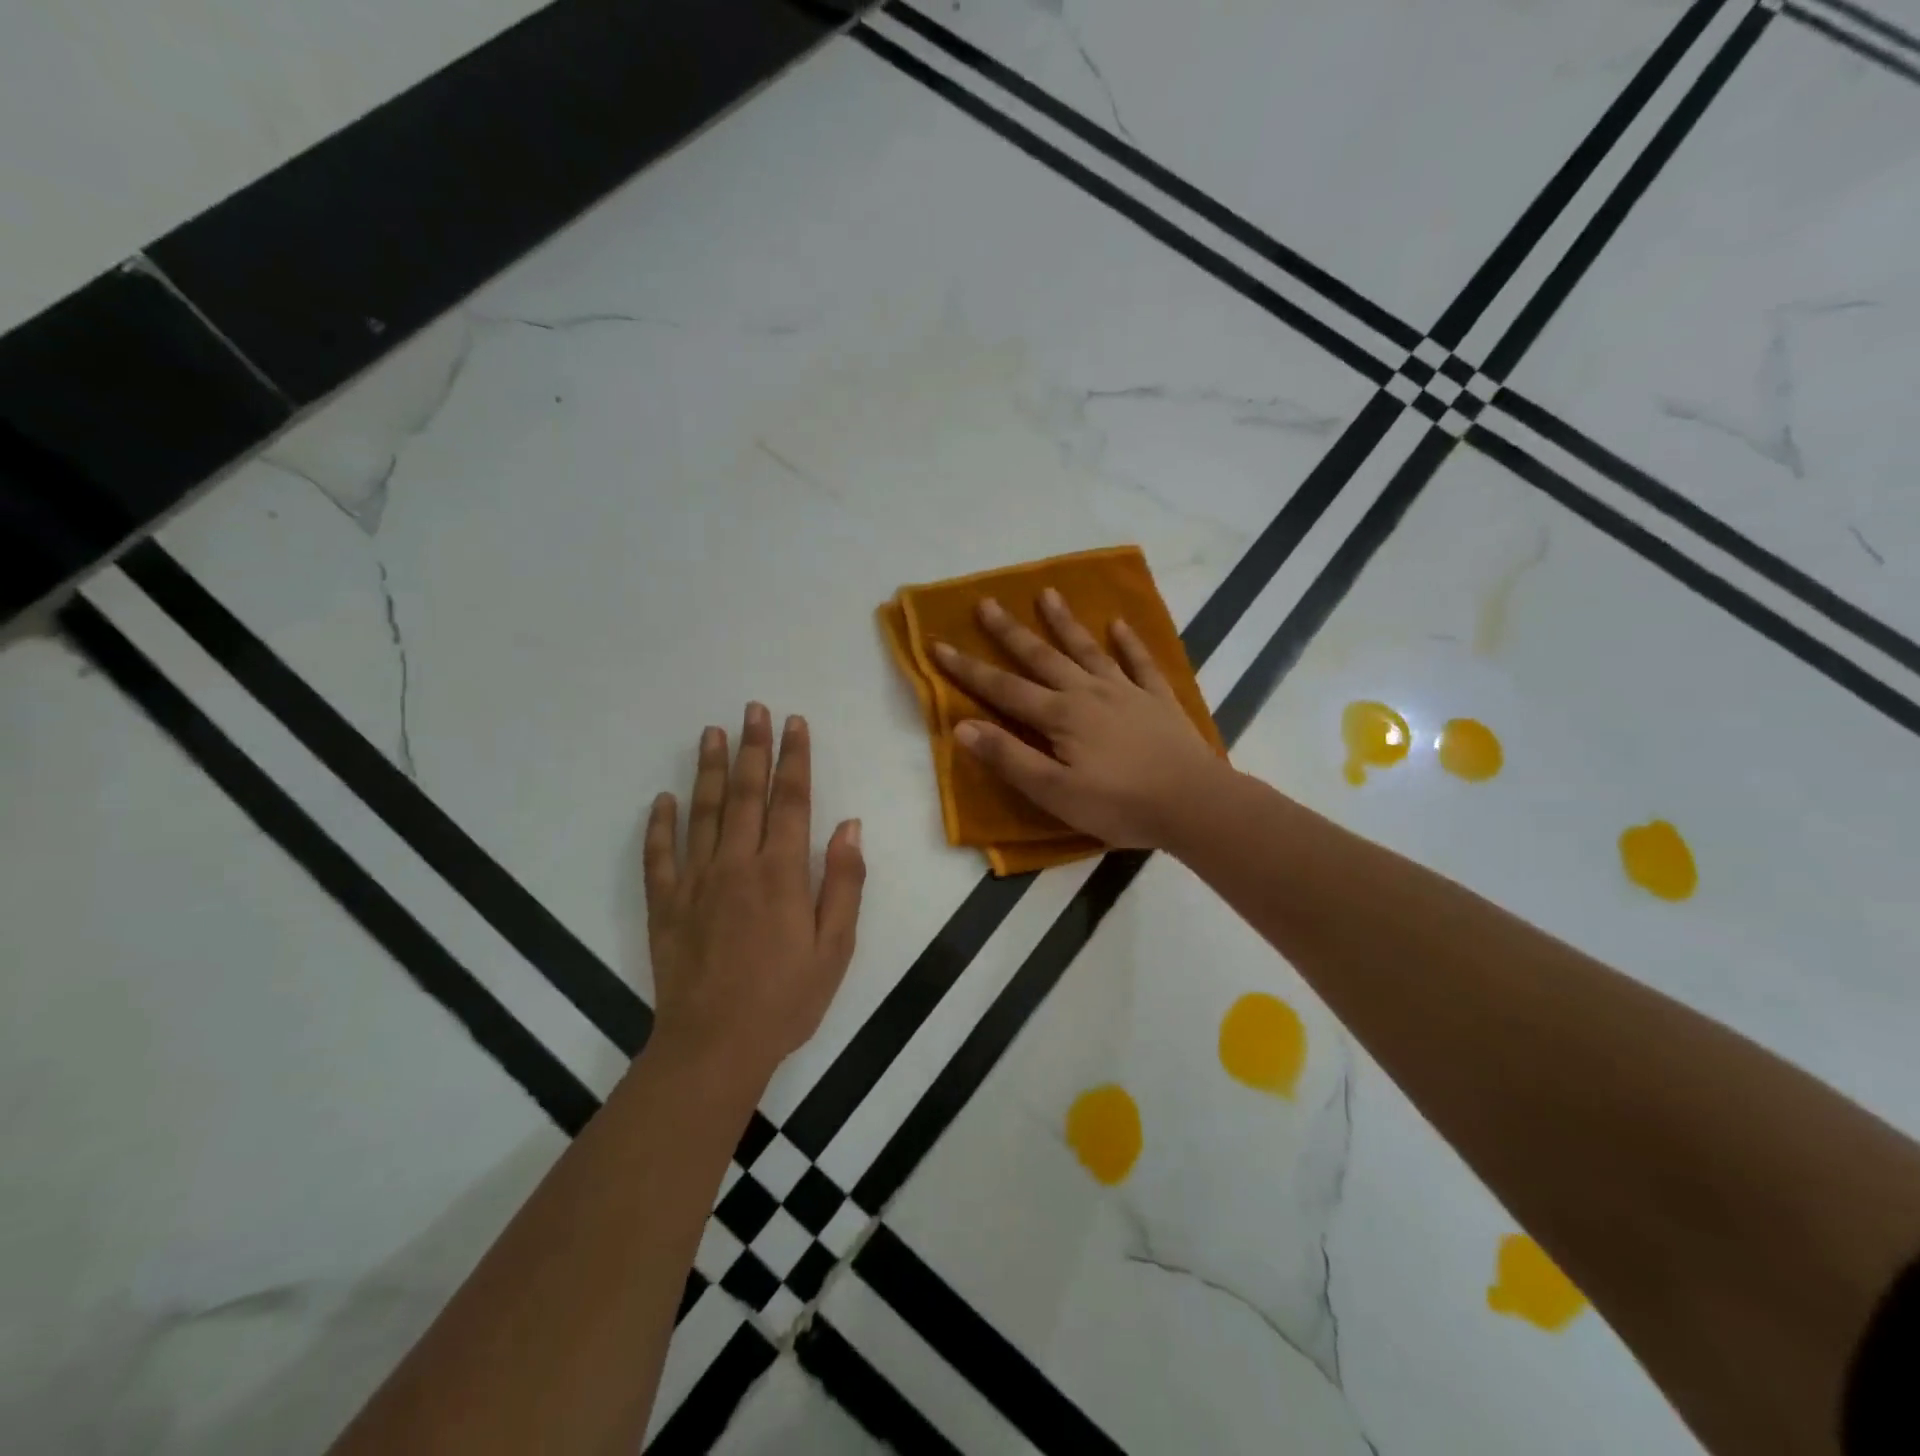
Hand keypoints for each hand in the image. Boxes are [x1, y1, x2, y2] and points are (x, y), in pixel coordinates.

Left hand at [644, 704, 864, 1082]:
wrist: (715, 1047)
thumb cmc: (786, 999)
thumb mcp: (835, 947)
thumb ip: (843, 882)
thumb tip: (849, 825)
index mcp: (781, 872)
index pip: (791, 800)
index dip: (794, 758)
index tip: (795, 723)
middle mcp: (736, 865)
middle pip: (745, 794)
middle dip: (753, 748)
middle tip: (753, 709)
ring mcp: (695, 882)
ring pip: (702, 812)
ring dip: (708, 769)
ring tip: (712, 732)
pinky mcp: (664, 905)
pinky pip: (658, 855)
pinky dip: (659, 824)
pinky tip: (663, 798)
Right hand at [932, 591, 1223, 849]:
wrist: (1193, 803)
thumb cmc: (1119, 804)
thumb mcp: (1054, 792)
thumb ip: (1009, 758)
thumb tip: (962, 727)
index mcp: (1060, 716)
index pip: (1003, 689)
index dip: (967, 669)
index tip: (938, 645)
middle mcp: (1088, 693)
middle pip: (1041, 657)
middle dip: (1009, 632)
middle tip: (985, 602)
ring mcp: (1126, 692)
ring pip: (1087, 650)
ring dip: (1065, 623)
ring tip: (1047, 594)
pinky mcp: (1158, 700)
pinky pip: (1140, 663)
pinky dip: (1129, 643)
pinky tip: (1119, 625)